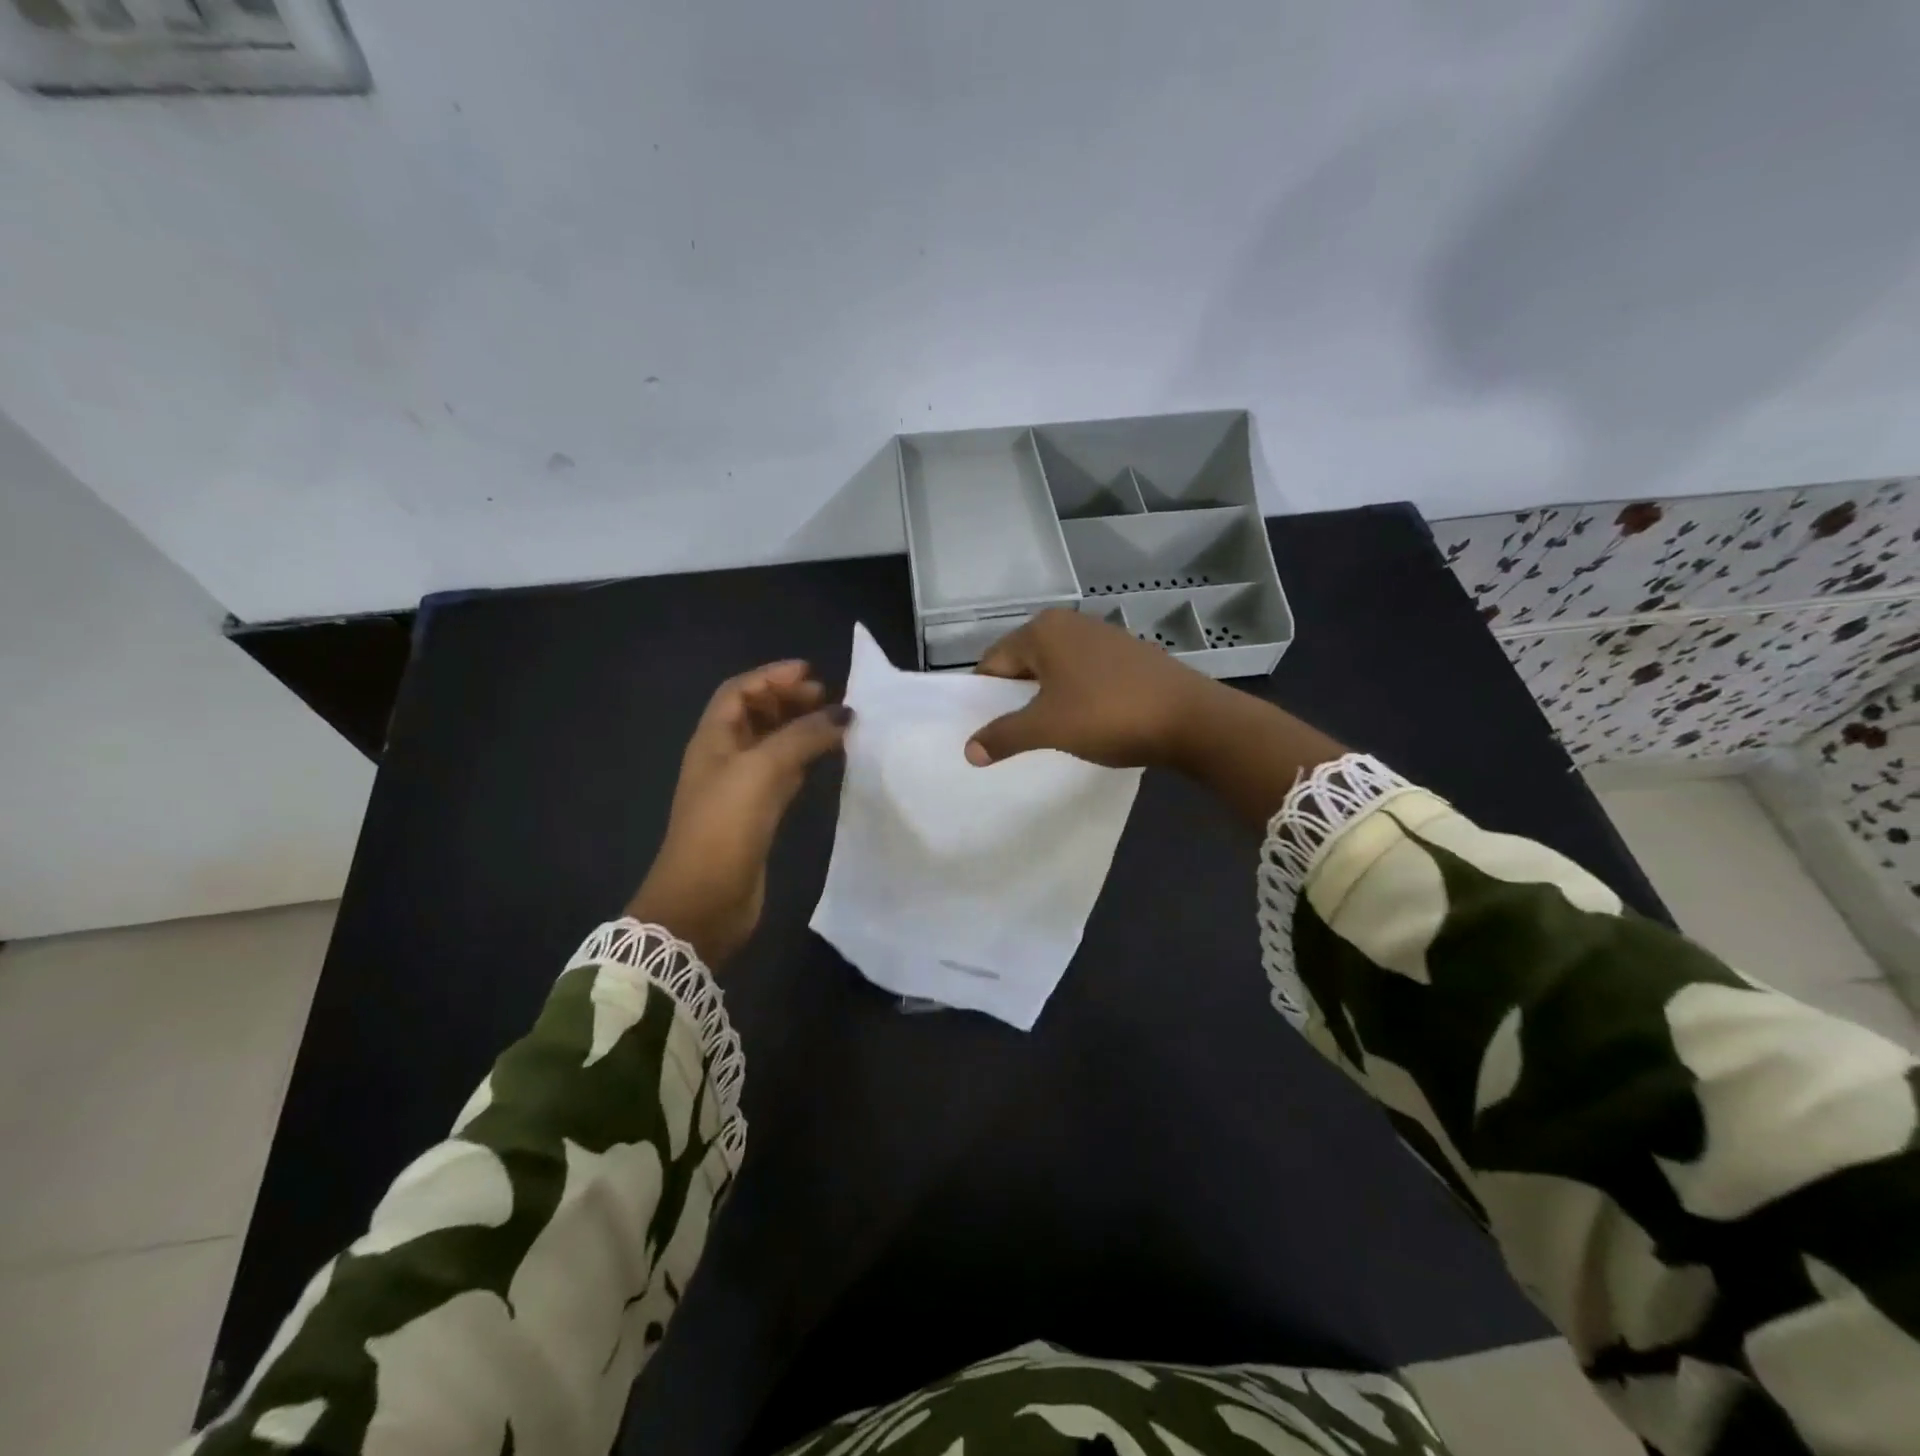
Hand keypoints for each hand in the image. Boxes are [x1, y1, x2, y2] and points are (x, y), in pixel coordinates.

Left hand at [629, 661, 851, 967]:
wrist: (705, 899)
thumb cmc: (725, 826)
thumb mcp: (762, 770)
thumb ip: (803, 736)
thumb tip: (844, 713)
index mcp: (713, 739)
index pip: (740, 692)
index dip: (772, 677)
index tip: (812, 672)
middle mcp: (724, 758)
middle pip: (756, 715)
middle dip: (789, 700)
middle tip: (829, 698)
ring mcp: (739, 788)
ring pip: (772, 745)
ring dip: (799, 729)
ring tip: (835, 723)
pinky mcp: (756, 815)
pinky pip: (783, 774)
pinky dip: (804, 760)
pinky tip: (826, 759)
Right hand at [965, 608, 1219, 768]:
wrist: (1191, 719)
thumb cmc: (1108, 715)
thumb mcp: (1048, 728)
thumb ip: (1004, 736)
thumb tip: (968, 751)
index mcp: (1043, 630)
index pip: (993, 662)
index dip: (985, 698)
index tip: (988, 730)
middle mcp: (1070, 623)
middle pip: (1023, 662)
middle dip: (1016, 698)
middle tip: (1016, 734)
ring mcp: (1103, 636)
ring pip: (1055, 669)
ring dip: (1046, 698)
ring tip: (1051, 732)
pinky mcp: (1128, 654)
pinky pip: (1084, 673)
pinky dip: (1075, 695)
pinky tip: (1087, 722)